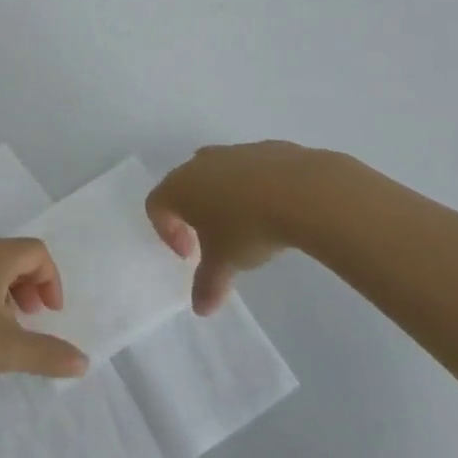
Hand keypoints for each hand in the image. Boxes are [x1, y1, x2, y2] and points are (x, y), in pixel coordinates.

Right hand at [147, 141, 365, 313]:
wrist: (301, 191)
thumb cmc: (248, 228)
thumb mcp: (225, 263)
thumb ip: (208, 285)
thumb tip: (201, 309)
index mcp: (180, 186)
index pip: (156, 204)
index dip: (166, 231)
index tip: (190, 254)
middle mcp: (201, 163)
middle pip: (184, 184)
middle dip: (193, 211)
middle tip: (212, 238)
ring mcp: (234, 151)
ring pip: (217, 173)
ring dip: (224, 197)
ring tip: (247, 225)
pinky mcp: (265, 148)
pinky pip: (249, 169)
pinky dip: (253, 187)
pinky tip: (274, 208)